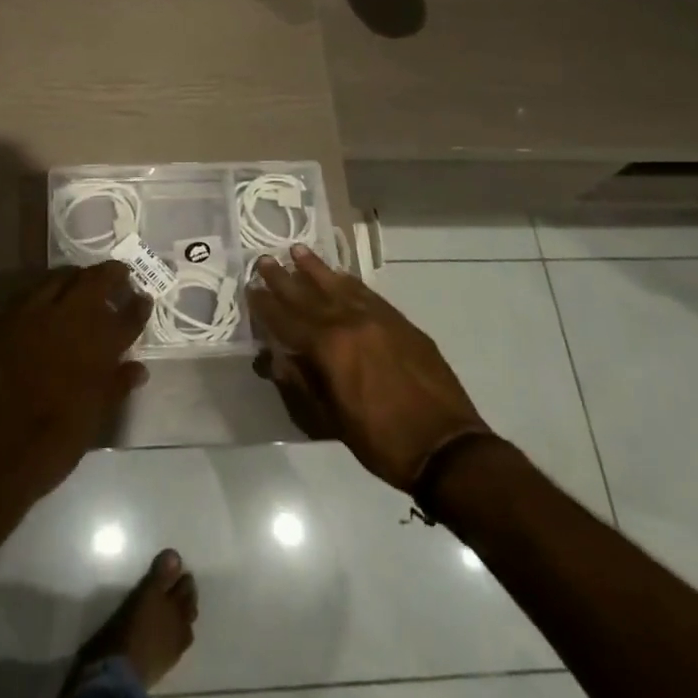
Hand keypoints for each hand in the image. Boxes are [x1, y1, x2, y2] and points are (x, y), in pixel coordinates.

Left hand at [0, 262, 150, 505]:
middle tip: (120, 273)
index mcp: (101, 347)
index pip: (129, 316)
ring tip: (85, 280)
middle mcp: (72, 320)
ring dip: (79, 277)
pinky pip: (32, 291)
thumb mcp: (94, 420)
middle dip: (112, 274)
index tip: (143, 298)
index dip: (139, 305)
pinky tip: (49, 296)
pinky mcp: (6, 317)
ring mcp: (37, 314)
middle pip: (97, 282)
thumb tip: (138, 369)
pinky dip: (47, 289)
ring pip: (63, 278)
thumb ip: (117, 387)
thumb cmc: (52, 443)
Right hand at [250, 245, 491, 492]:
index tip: (250, 288)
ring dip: (316, 269)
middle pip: (310, 295)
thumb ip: (301, 383)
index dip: (266, 305)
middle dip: (284, 278)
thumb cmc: (381, 441)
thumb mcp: (331, 420)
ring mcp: (379, 319)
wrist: (447, 447)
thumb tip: (276, 358)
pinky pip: (368, 294)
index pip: (287, 319)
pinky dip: (349, 283)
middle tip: (265, 259)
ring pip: (340, 286)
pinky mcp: (401, 323)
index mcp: (329, 347)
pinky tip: (340, 276)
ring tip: (298, 250)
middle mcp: (350, 322)